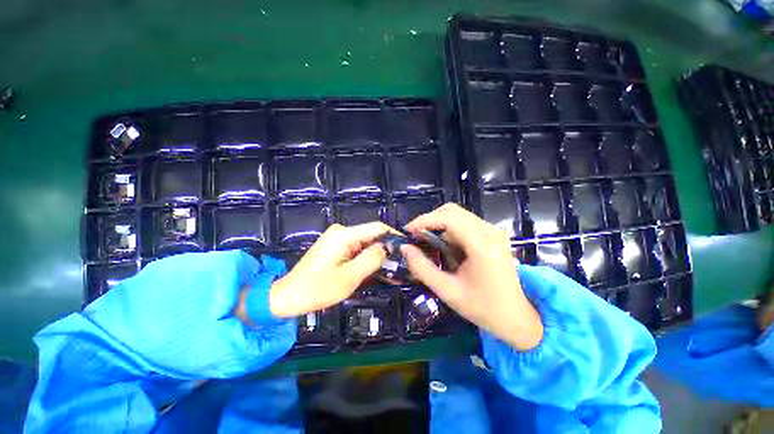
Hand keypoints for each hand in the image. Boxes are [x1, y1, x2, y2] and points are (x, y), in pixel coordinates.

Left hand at [267, 222, 391, 317]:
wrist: (289, 296)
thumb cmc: (318, 288)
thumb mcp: (349, 277)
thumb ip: (371, 259)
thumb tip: (387, 247)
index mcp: (344, 235)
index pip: (377, 227)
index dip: (394, 236)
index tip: (407, 249)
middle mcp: (341, 231)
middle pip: (371, 235)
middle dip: (386, 249)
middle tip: (400, 265)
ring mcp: (337, 238)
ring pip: (365, 243)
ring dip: (377, 255)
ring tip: (391, 270)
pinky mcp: (335, 246)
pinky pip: (357, 248)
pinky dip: (366, 258)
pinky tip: (374, 270)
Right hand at [401, 203, 542, 350]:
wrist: (516, 318)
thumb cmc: (482, 308)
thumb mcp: (447, 291)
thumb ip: (422, 268)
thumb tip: (405, 248)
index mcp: (482, 245)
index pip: (449, 219)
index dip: (425, 220)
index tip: (408, 231)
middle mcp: (490, 232)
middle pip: (453, 212)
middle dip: (430, 221)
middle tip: (416, 237)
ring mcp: (493, 232)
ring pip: (458, 216)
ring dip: (439, 226)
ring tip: (429, 245)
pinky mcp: (493, 235)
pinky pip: (465, 224)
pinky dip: (449, 232)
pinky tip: (446, 248)